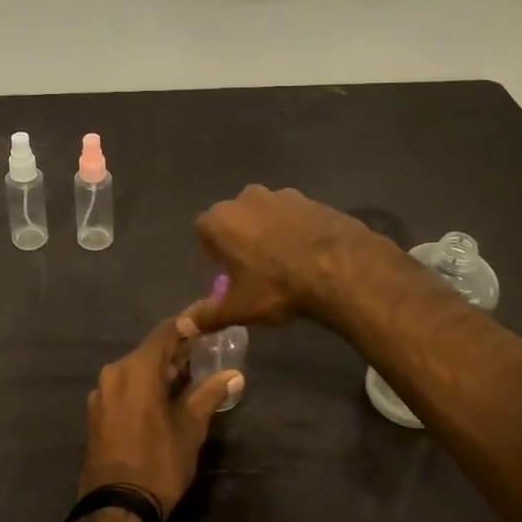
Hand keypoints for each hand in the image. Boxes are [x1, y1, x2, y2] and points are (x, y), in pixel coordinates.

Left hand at [79, 314, 242, 515]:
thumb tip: (234, 375)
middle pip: (150, 351)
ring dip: (161, 370)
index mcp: (136, 369)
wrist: (116, 508)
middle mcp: (114, 372)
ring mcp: (101, 393)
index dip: (189, 324)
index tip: (208, 318)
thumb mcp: (191, 428)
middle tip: (206, 349)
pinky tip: (164, 396)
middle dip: (177, 350)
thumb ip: (209, 394)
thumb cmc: (159, 463)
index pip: (166, 332)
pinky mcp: (96, 413)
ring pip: (136, 370)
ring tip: (190, 374)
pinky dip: (145, 386)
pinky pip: (125, 387)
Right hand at [181, 185, 379, 335]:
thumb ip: (207, 315)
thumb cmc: (276, 287)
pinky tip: (309, 255)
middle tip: (255, 269)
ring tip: (285, 263)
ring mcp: (281, 195)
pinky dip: (296, 230)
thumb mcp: (239, 308)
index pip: (204, 232)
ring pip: (266, 215)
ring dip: (269, 232)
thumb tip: (182, 327)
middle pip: (235, 219)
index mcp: (220, 220)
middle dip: (241, 239)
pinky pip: (295, 216)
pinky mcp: (312, 199)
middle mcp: (246, 198)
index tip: (228, 273)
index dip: (214, 253)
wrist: (339, 268)